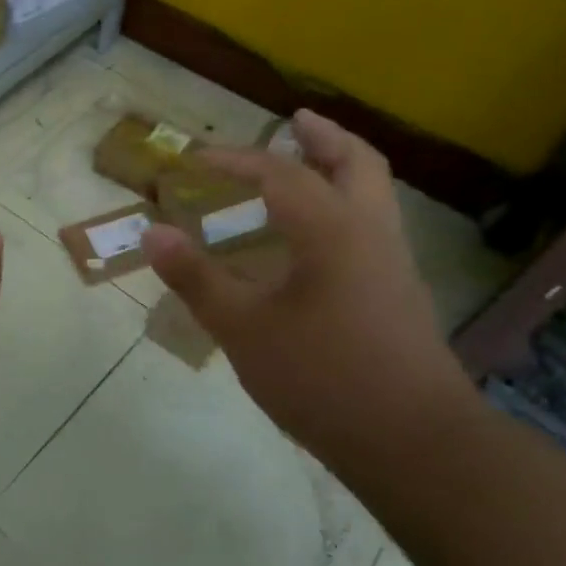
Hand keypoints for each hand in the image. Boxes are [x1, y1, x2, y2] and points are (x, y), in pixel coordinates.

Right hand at [142, 111, 475, 468]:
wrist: (414, 444)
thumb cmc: (322, 378)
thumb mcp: (243, 329)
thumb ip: (197, 279)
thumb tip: (152, 233)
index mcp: (332, 230)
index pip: (279, 173)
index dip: (234, 161)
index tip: (194, 158)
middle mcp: (370, 233)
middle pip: (356, 163)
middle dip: (322, 136)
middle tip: (293, 121)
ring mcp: (393, 265)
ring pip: (373, 194)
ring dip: (339, 168)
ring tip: (306, 166)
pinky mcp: (400, 295)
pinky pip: (372, 227)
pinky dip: (345, 207)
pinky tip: (315, 239)